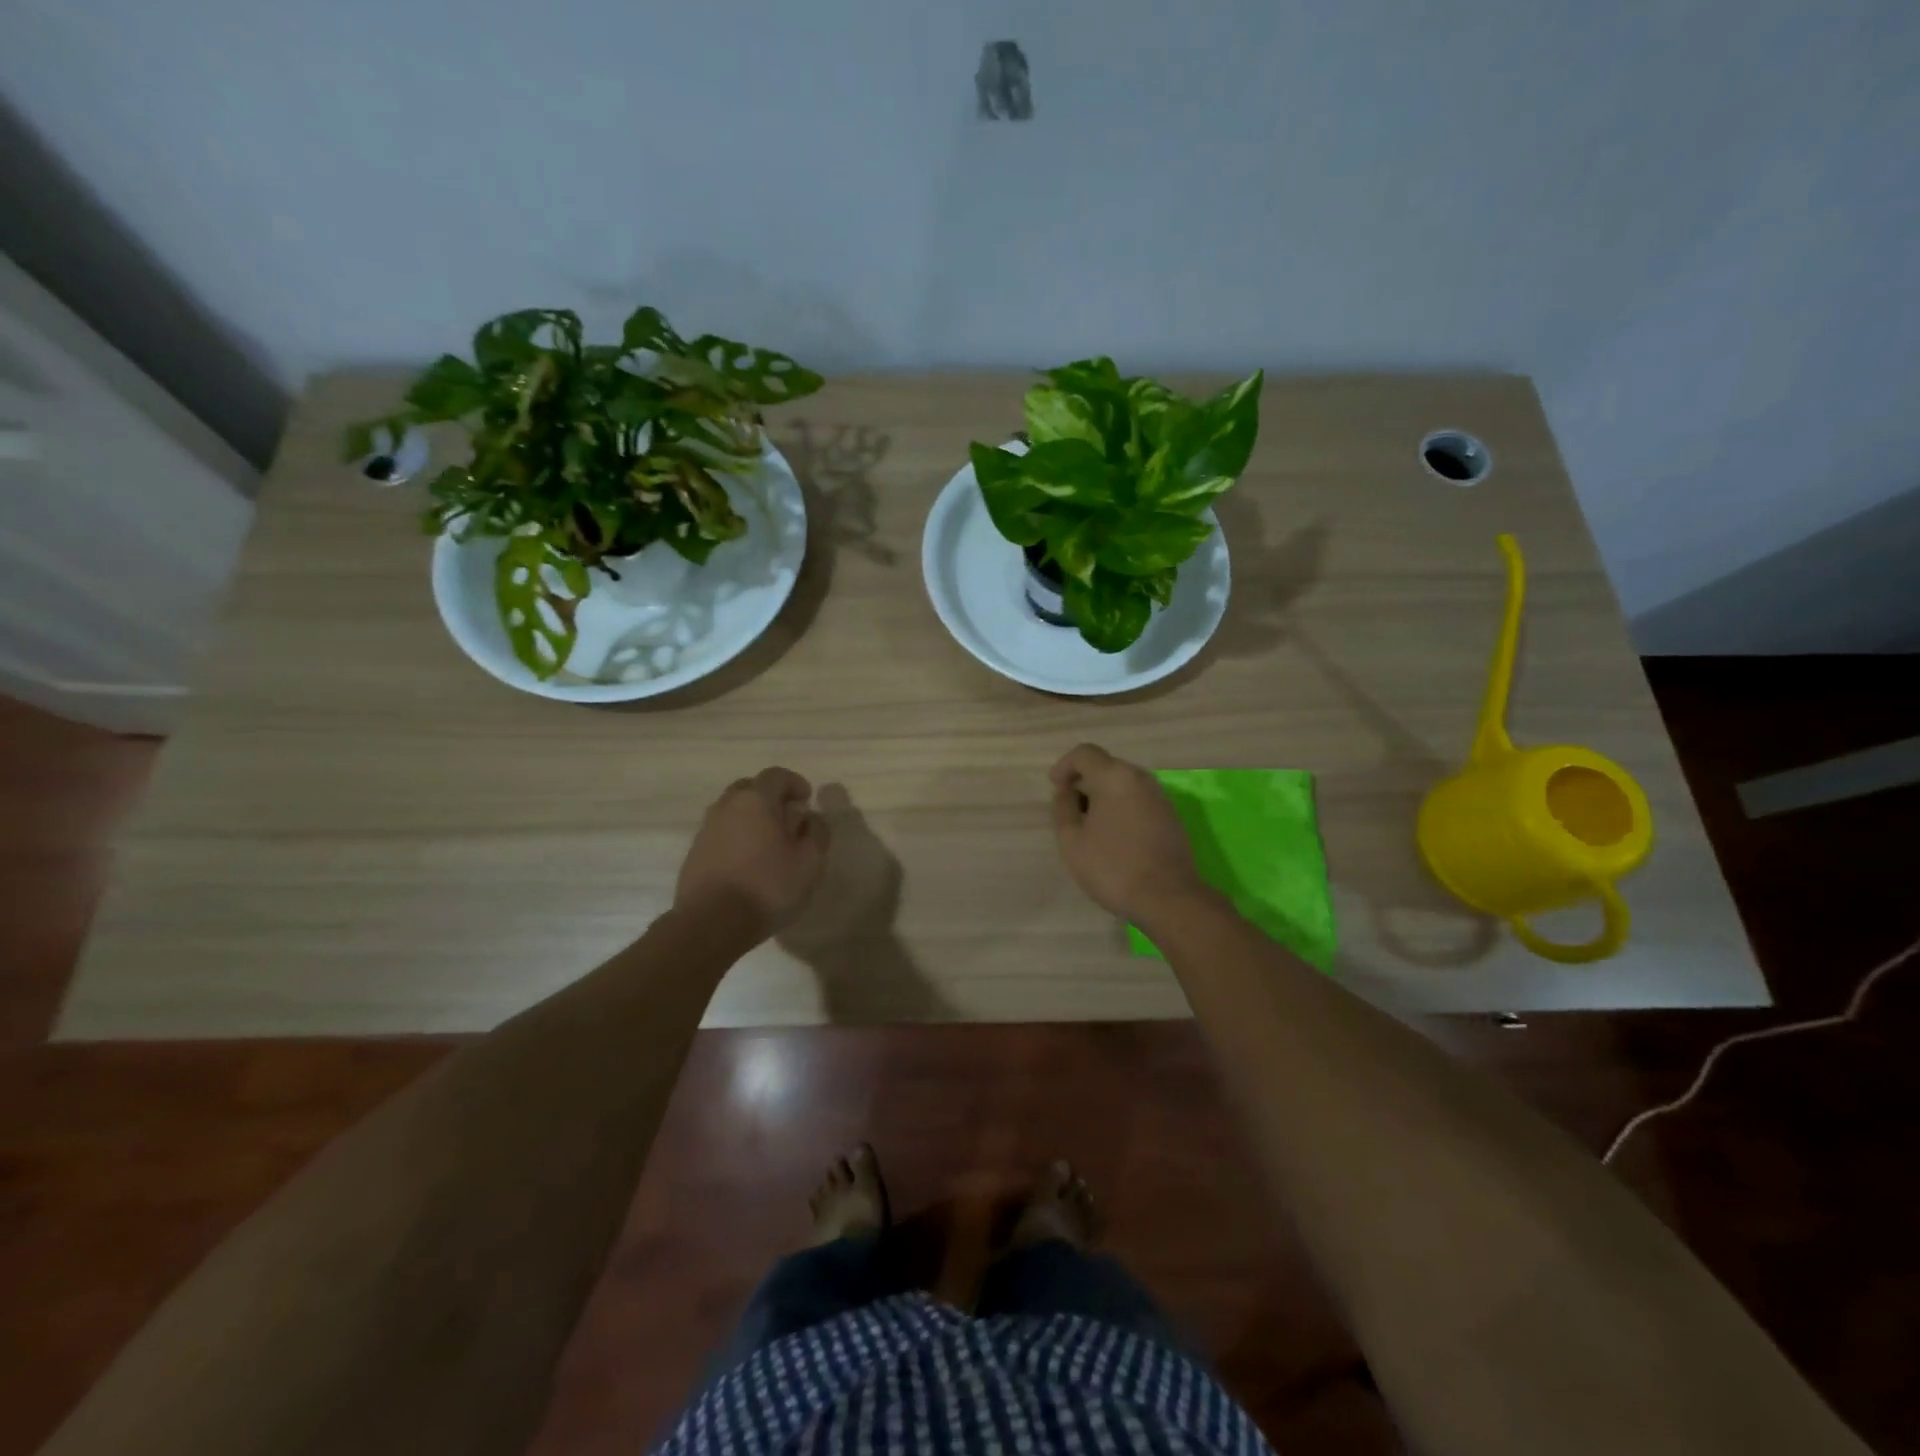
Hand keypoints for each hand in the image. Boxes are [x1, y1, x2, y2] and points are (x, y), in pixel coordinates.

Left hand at [675, 768, 830, 938]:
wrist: (710, 924)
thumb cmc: (767, 888)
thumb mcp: (809, 863)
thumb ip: (816, 833)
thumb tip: (810, 818)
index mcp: (755, 801)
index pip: (776, 775)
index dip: (795, 783)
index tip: (807, 800)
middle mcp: (726, 807)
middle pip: (750, 788)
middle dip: (771, 798)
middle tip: (788, 818)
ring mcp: (706, 830)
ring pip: (733, 811)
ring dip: (752, 818)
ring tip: (769, 844)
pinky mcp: (695, 853)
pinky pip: (721, 833)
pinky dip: (737, 837)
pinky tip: (748, 863)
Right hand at [1050, 743, 1209, 926]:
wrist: (1167, 898)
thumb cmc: (1112, 866)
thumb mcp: (1072, 840)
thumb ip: (1063, 807)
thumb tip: (1066, 791)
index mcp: (1114, 776)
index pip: (1084, 753)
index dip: (1064, 766)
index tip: (1055, 788)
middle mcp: (1140, 778)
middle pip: (1105, 766)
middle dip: (1084, 782)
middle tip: (1070, 811)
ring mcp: (1159, 796)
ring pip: (1123, 784)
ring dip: (1103, 796)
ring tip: (1090, 826)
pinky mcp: (1170, 815)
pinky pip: (1138, 800)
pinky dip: (1121, 807)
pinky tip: (1114, 836)